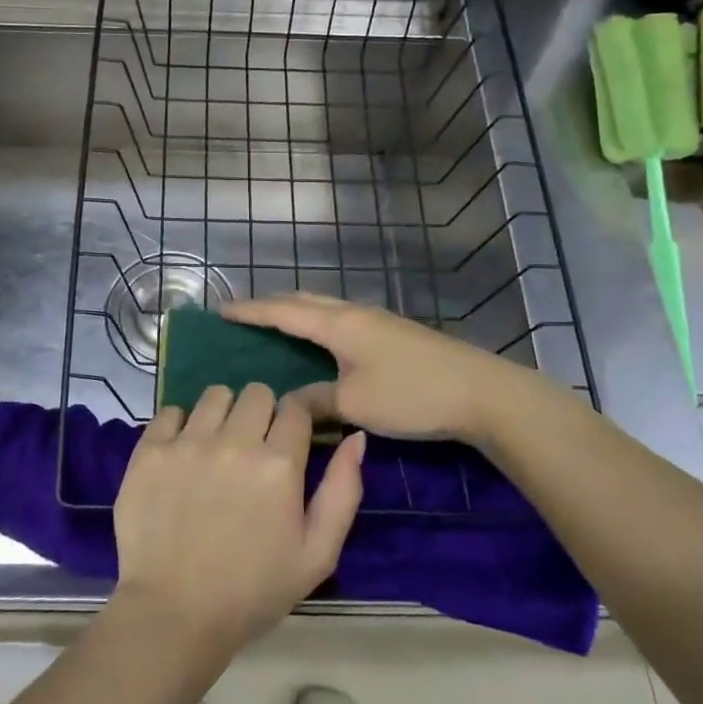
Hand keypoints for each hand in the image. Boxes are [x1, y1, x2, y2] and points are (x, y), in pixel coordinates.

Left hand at [112, 384, 365, 652]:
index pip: (296, 406)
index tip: (294, 431)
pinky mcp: (150, 451)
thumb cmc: (252, 592)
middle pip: (256, 392)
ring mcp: (187, 443)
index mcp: (279, 464)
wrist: (173, 616)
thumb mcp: (317, 554)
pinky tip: (182, 456)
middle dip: (262, 413)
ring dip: (223, 414)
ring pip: (215, 395)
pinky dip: (180, 426)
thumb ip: (343, 491)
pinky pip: (170, 411)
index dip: (299, 415)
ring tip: (217, 448)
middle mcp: (233, 441)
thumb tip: (355, 438)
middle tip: (254, 448)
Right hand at [221, 294, 571, 448]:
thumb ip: (316, 401)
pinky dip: (318, 325)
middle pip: (304, 300)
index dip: (250, 310)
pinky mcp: (393, 335)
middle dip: (271, 305)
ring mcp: (377, 321)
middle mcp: (354, 314)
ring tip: (275, 328)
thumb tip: (289, 402)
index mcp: (339, 324)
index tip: (221, 309)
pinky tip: (320, 345)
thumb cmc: (412, 394)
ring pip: (325, 308)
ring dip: (297, 313)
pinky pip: (341, 321)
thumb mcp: (355, 403)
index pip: (283, 311)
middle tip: (244, 317)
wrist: (481, 393)